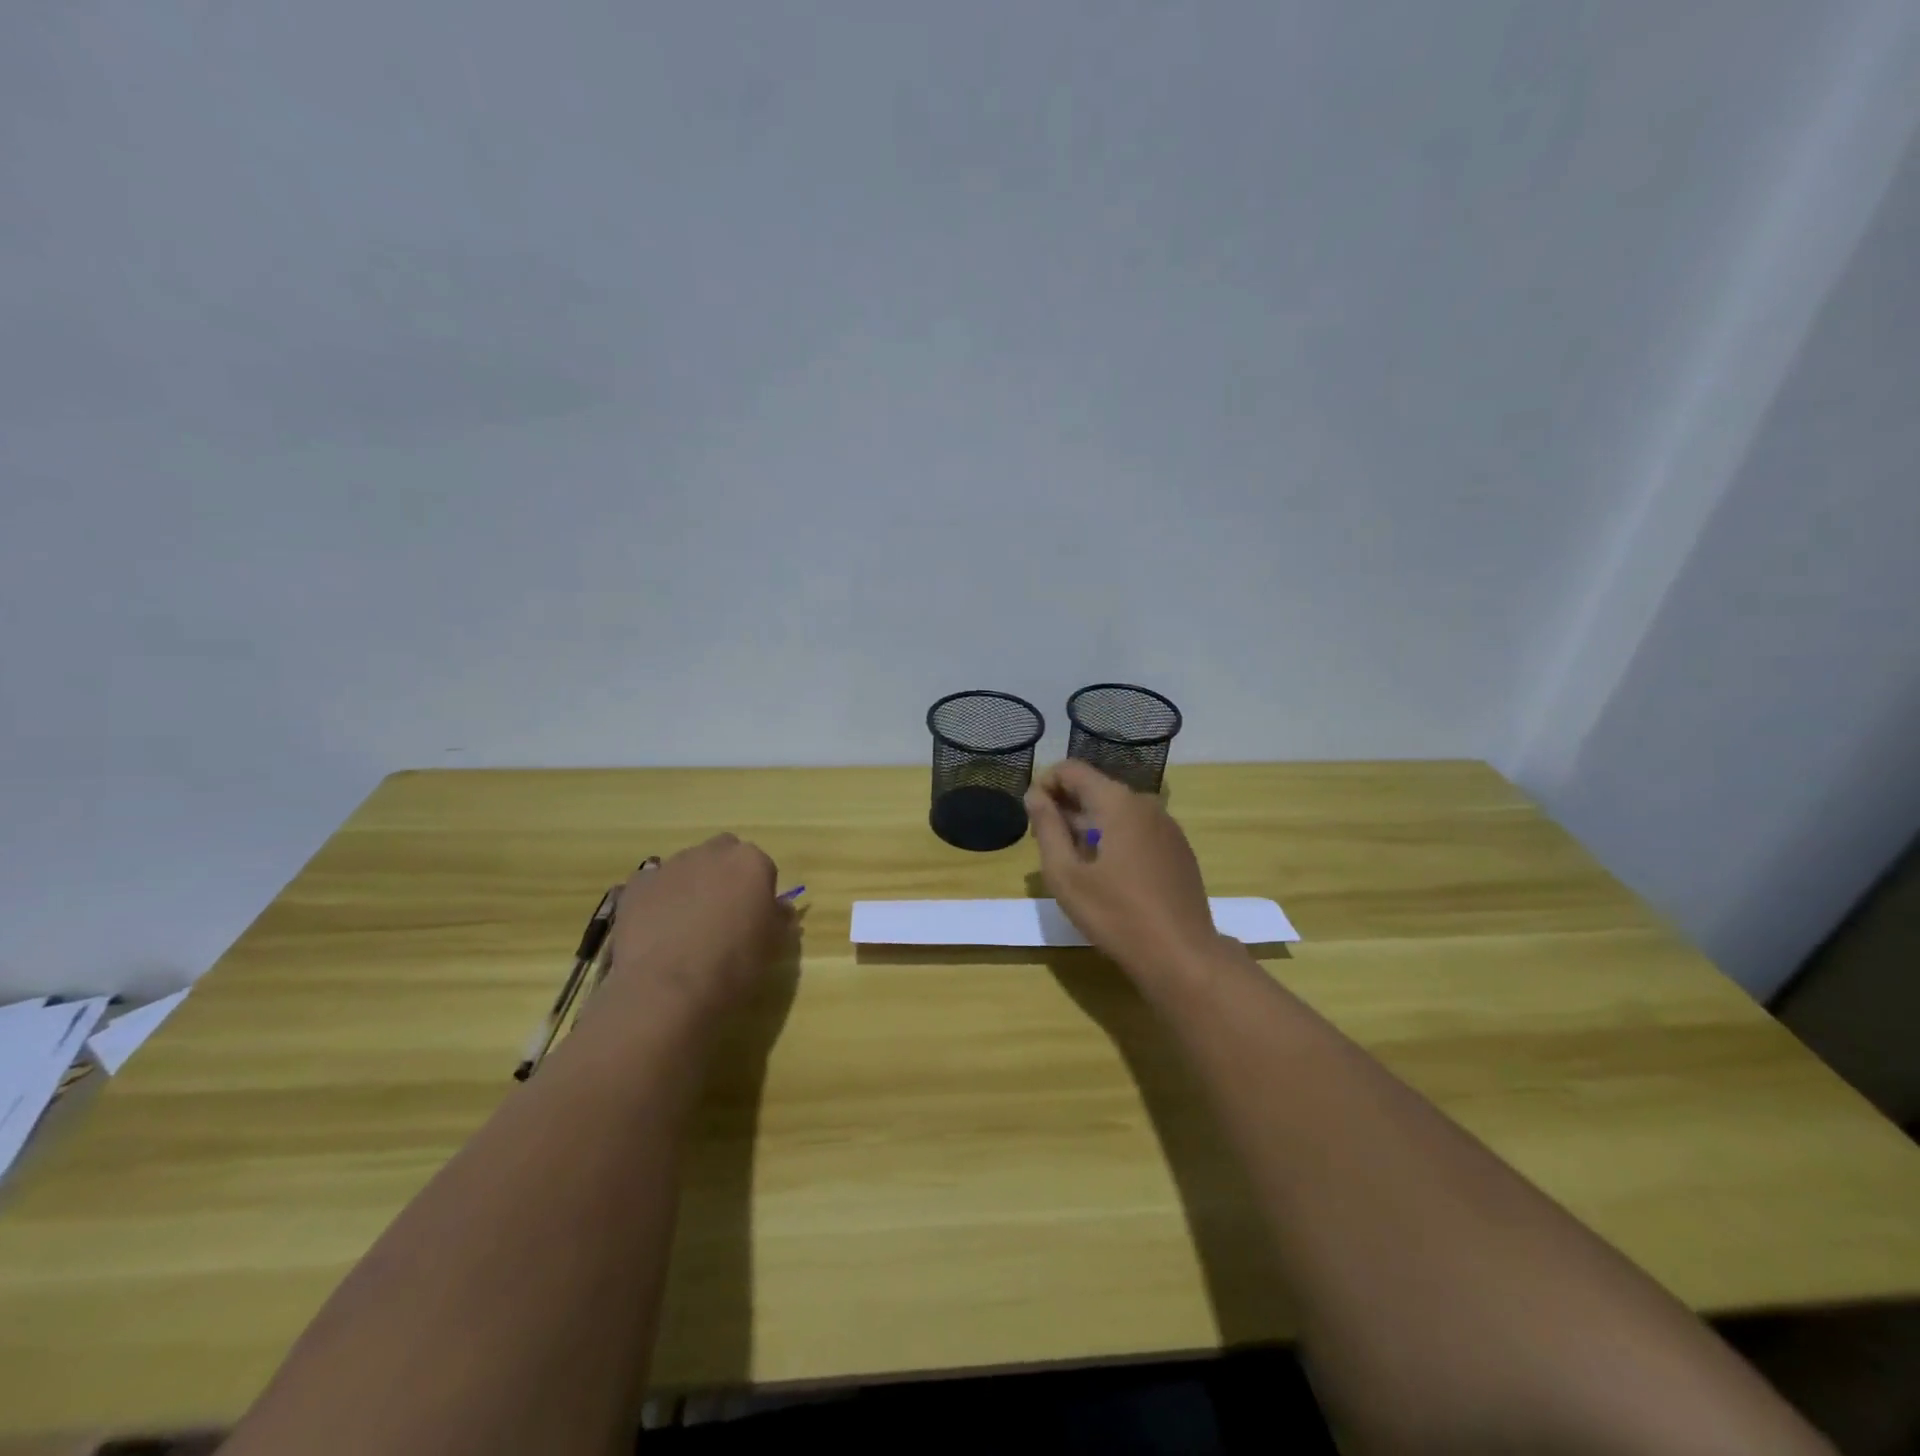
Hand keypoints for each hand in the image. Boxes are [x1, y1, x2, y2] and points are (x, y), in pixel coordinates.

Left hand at [603, 834, 791, 1025]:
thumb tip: (779, 907)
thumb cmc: (732, 966)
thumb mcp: (771, 946)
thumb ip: (778, 917)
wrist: (667, 989)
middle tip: (721, 914)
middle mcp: (712, 853)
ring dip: (690, 886)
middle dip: (723, 876)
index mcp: (751, 863)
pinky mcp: (636, 885)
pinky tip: (657, 931)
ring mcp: (671, 866)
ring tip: (685, 927)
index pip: (761, 867)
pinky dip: (657, 899)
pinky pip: (653, 885)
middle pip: (723, 855)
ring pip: (686, 867)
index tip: (753, 917)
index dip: (757, 891)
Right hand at [1026, 760, 1218, 984]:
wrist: (1183, 956)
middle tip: (1046, 844)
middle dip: (1066, 807)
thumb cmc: (1116, 915)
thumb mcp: (1066, 875)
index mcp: (1118, 802)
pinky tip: (1107, 875)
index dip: (1045, 784)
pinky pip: (1137, 828)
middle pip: (1095, 788)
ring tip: (1073, 862)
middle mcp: (1145, 803)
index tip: (1032, 816)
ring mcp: (1167, 826)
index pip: (1072, 769)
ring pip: (1117, 809)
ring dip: (1089, 824)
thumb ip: (1047, 828)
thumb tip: (1034, 795)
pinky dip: (1114, 838)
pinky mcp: (1178, 849)